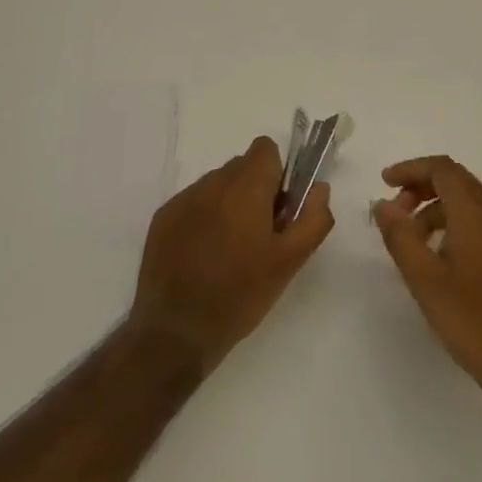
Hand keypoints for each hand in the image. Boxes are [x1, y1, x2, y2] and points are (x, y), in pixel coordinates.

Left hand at [129, 137, 333, 373]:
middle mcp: (212, 183)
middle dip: (255, 191)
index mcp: (245, 187)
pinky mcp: (162, 218)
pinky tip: (203, 258)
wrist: (175, 332)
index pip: (265, 148)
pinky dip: (203, 219)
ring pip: (217, 185)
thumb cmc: (240, 294)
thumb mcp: (289, 262)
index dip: (278, 174)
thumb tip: (320, 188)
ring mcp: (183, 199)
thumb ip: (313, 218)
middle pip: (242, 167)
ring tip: (229, 251)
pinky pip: (193, 204)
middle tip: (259, 236)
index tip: (279, 210)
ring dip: (229, 204)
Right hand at [372, 156, 481, 411]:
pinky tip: (433, 259)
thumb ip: (400, 237)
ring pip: (464, 204)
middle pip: (454, 181)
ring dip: (432, 209)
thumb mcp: (425, 279)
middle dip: (420, 186)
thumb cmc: (473, 320)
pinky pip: (473, 225)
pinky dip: (447, 226)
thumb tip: (382, 204)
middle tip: (393, 209)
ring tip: (408, 239)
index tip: (384, 182)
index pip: (442, 169)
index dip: (411, 168)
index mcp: (474, 214)